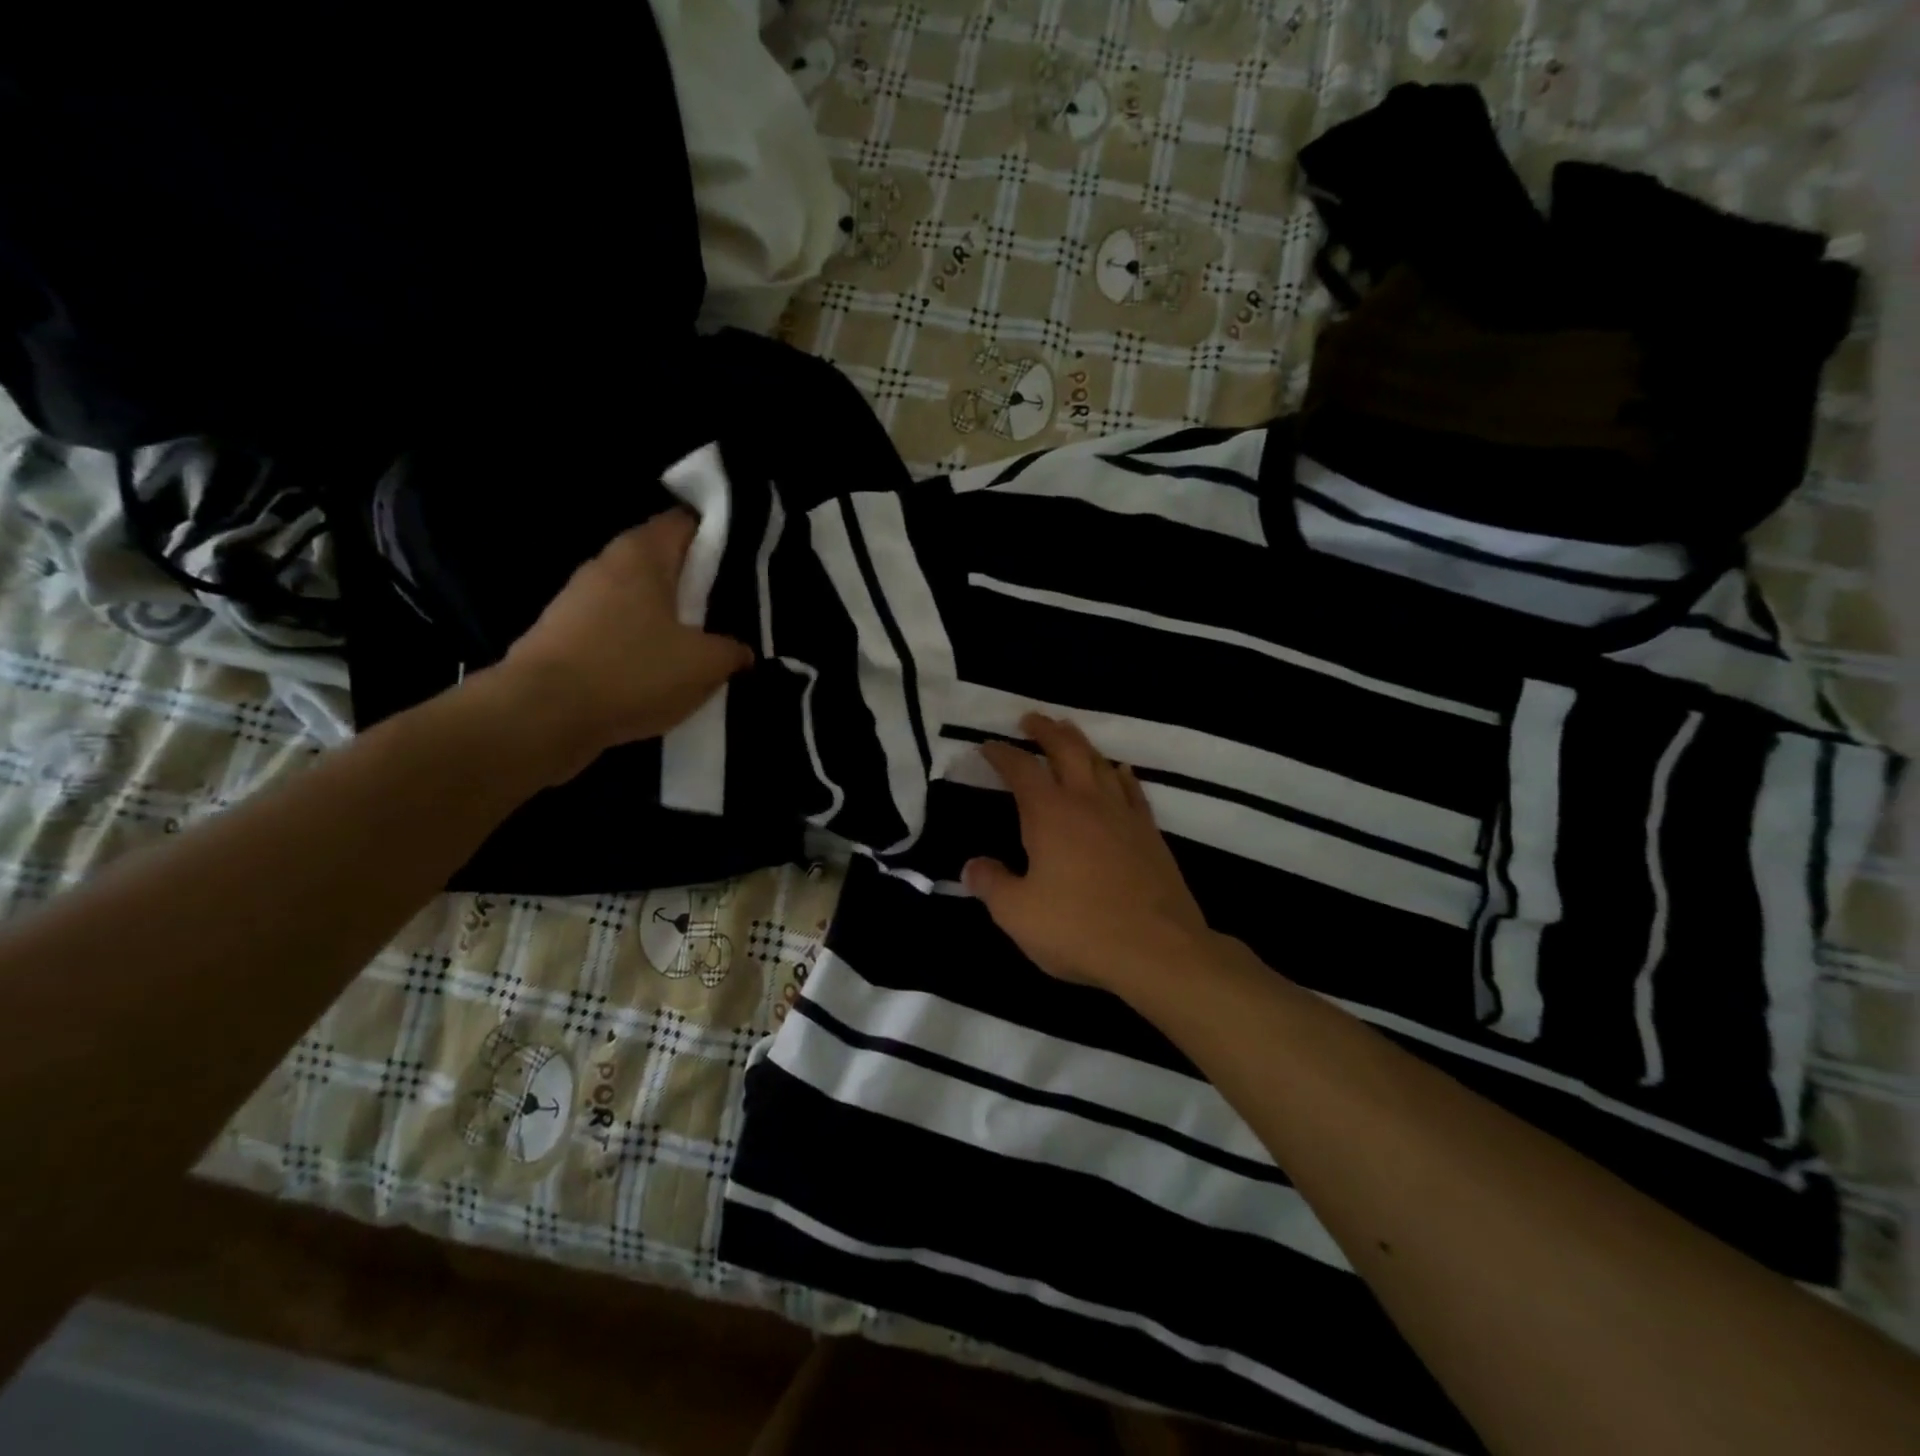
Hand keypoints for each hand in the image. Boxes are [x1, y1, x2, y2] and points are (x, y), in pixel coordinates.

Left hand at [492, 509, 753, 783]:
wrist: (541, 716)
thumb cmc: (631, 672)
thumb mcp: (704, 665)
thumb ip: (732, 651)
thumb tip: (741, 651)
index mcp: (642, 554)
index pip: (685, 522)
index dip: (717, 536)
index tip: (743, 563)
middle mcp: (606, 565)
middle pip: (661, 562)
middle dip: (694, 583)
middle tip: (728, 610)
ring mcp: (577, 600)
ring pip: (637, 599)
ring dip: (666, 618)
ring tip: (697, 647)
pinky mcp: (562, 636)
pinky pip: (614, 630)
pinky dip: (638, 645)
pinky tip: (657, 673)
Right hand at [963, 713, 1208, 992]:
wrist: (1157, 949)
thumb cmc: (1078, 928)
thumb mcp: (1017, 914)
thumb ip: (991, 884)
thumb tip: (972, 866)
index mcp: (1049, 814)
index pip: (1020, 769)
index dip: (1001, 753)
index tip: (987, 745)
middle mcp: (1087, 801)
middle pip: (1066, 749)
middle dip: (1046, 730)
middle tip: (1031, 719)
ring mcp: (1123, 814)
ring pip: (1100, 763)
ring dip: (1081, 743)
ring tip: (1069, 734)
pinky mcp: (1150, 833)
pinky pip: (1132, 789)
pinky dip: (1120, 774)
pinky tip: (1119, 772)